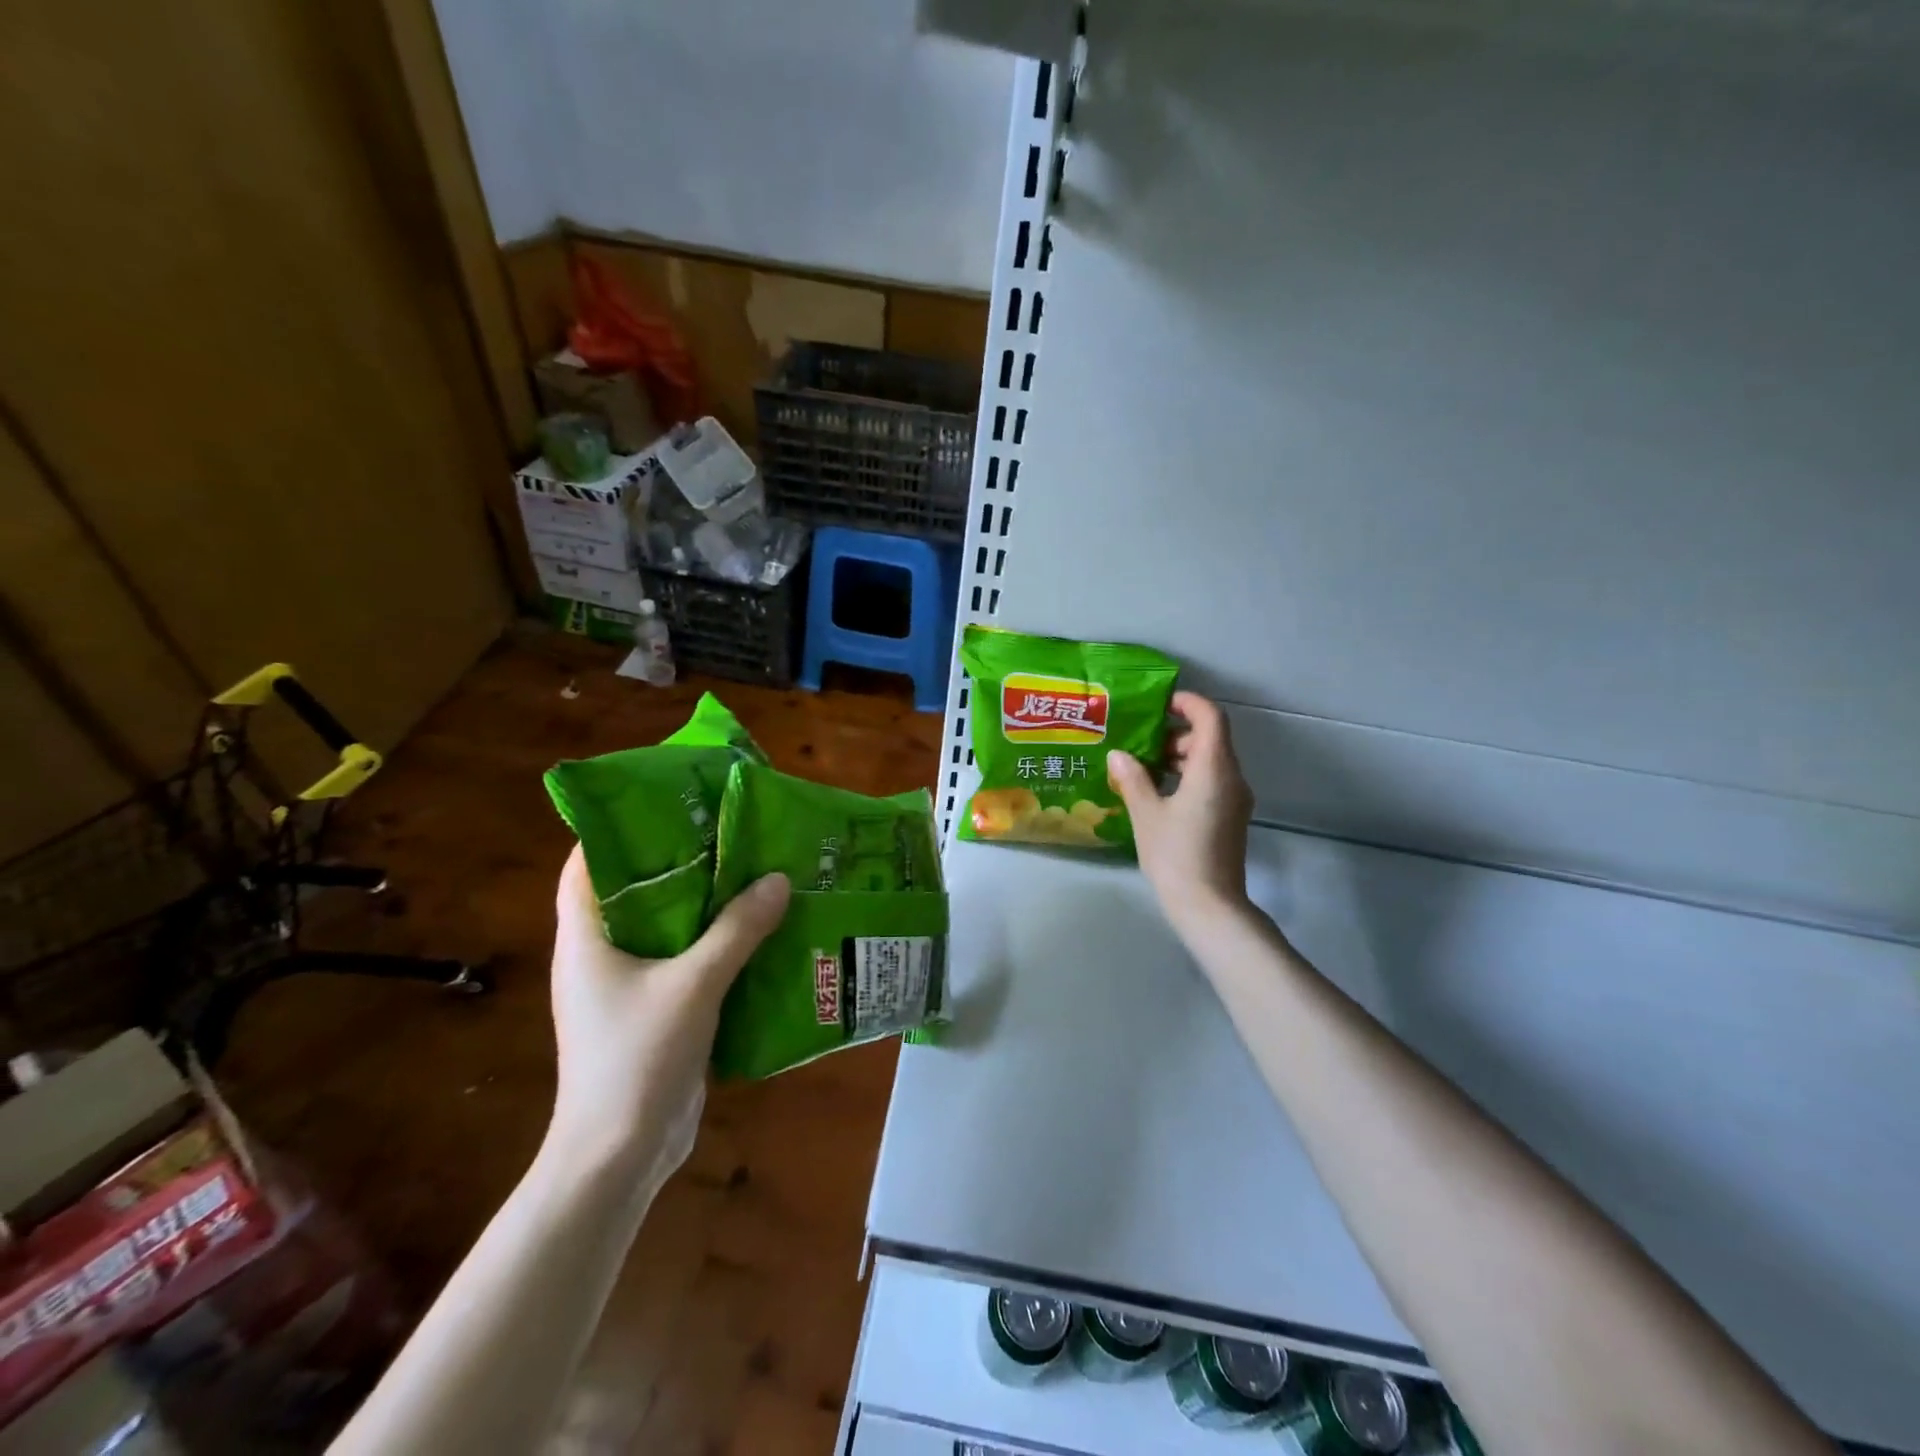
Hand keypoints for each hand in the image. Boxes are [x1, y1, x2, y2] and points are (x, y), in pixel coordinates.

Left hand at [546, 846, 789, 1191]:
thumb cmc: (637, 1059)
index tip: (671, 801)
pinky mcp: (654, 1010)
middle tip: (730, 831)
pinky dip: (715, 942)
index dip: (621, 826)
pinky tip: (757, 930)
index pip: (586, 862)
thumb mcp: (693, 985)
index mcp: (586, 937)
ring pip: (665, 926)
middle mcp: (600, 954)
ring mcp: (627, 985)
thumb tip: (777, 879)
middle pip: (635, 889)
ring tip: (752, 871)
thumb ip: (737, 930)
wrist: (619, 1157)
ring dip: (704, 903)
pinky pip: (685, 960)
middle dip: (680, 859)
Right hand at [1108, 691, 1254, 936]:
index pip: (1211, 718)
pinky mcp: (1231, 818)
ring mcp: (1235, 800)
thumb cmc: (1176, 855)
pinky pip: (1213, 782)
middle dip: (1177, 733)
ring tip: (1144, 768)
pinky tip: (1159, 793)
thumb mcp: (1146, 814)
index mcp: (1214, 769)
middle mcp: (1232, 778)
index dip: (1188, 703)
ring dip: (1181, 757)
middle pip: (1212, 739)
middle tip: (1141, 742)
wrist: (1209, 906)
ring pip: (1212, 762)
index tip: (1160, 704)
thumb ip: (1133, 779)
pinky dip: (1189, 776)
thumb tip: (1119, 754)